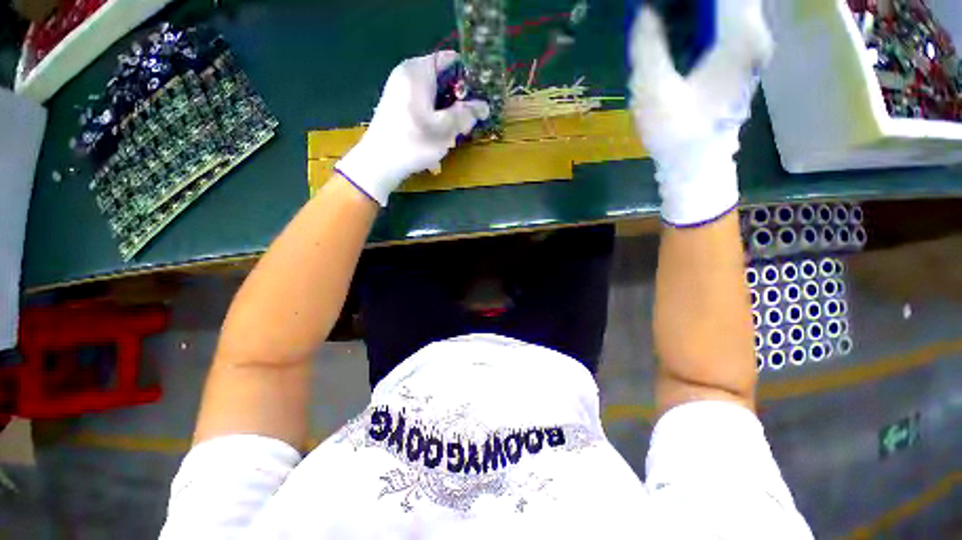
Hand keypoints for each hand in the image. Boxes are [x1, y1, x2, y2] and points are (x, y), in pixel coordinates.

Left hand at [335, 51, 489, 206]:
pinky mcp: (397, 106)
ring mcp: (400, 90)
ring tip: (450, 135)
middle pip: (442, 80)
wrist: (380, 163)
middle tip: (465, 123)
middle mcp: (407, 74)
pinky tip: (436, 138)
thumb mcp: (445, 129)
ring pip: (434, 97)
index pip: (450, 60)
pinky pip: (423, 107)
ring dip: (446, 115)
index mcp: (418, 70)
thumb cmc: (414, 142)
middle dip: (457, 101)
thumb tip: (484, 106)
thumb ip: (466, 114)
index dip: (467, 77)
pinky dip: (433, 119)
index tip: (478, 98)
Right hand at [628, 1, 771, 225]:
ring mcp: (751, 47)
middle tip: (659, 12)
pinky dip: (704, 18)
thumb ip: (647, 46)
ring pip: (730, 9)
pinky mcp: (741, 59)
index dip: (689, 0)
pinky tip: (678, 26)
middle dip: (691, 5)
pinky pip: (726, 22)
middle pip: (731, 1)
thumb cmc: (677, 133)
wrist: (696, 166)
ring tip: (664, 17)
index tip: (661, 5)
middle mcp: (754, 35)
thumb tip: (645, 12)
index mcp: (740, 36)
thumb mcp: (652, 91)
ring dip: (698, 10)